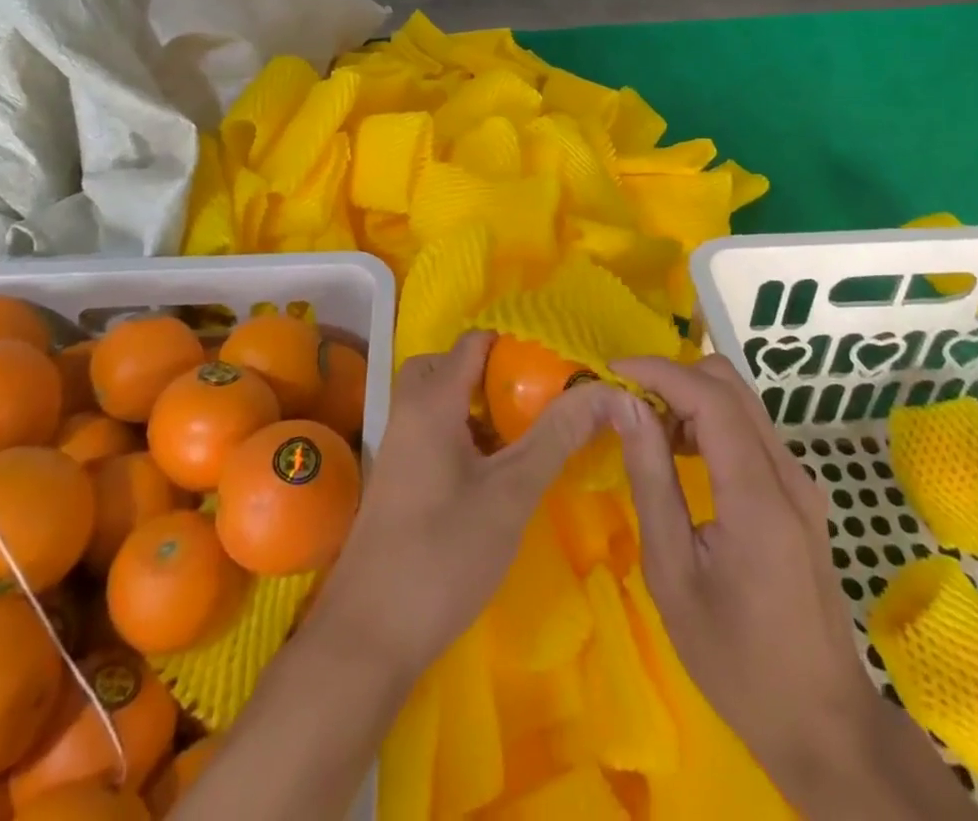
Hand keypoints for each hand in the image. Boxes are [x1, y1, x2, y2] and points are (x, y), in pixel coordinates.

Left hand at [317, 329, 620, 680]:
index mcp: (431, 400)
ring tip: (524, 434)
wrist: (370, 634)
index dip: (517, 345)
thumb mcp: (511, 492)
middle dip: (493, 375)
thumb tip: (607, 391)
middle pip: (449, 366)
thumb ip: (556, 436)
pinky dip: (464, 433)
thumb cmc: (444, 553)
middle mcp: (409, 411)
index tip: (558, 368)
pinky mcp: (400, 477)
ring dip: (479, 407)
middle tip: (534, 401)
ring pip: (441, 400)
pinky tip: (495, 472)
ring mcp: (400, 445)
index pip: (474, 342)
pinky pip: (434, 431)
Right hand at [611, 355, 976, 817]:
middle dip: (674, 379)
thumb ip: (651, 479)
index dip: (657, 371)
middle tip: (629, 409)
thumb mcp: (673, 573)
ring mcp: (801, 482)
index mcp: (758, 495)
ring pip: (742, 402)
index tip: (610, 373)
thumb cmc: (736, 658)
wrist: (822, 721)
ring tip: (650, 436)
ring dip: (691, 399)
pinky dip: (711, 422)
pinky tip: (683, 458)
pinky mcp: (800, 495)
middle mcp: (788, 474)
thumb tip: (624, 407)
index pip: (710, 397)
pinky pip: (751, 430)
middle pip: (731, 384)